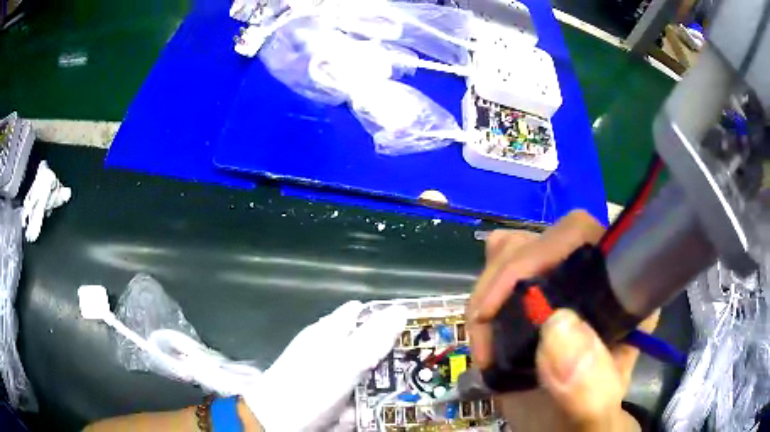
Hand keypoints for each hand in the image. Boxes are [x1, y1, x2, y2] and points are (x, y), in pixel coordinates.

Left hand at [243, 301, 406, 430]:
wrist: (278, 422)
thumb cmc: (310, 386)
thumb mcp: (345, 360)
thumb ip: (373, 337)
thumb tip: (400, 309)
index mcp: (329, 332)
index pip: (360, 312)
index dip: (385, 316)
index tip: (413, 327)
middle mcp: (328, 349)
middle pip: (365, 342)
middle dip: (391, 351)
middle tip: (420, 360)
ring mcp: (329, 374)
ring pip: (365, 370)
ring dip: (384, 377)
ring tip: (414, 382)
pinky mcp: (330, 396)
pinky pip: (358, 392)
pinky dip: (371, 396)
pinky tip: (388, 401)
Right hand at [467, 210, 658, 431]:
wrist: (558, 429)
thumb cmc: (582, 423)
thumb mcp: (591, 418)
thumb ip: (588, 390)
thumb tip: (557, 328)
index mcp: (624, 298)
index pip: (595, 240)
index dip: (549, 252)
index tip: (512, 300)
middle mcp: (595, 279)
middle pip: (547, 240)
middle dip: (506, 282)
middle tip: (486, 334)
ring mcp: (560, 282)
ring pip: (518, 248)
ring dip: (489, 292)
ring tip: (485, 342)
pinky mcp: (532, 292)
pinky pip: (500, 265)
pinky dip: (485, 293)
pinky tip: (484, 326)